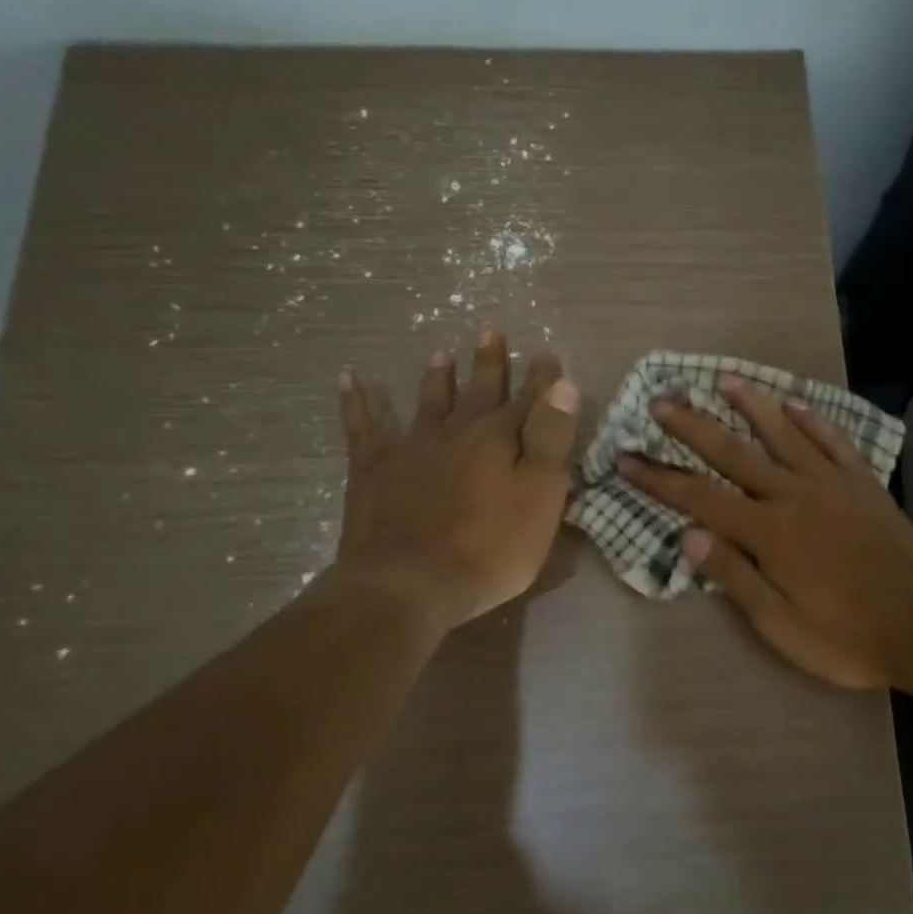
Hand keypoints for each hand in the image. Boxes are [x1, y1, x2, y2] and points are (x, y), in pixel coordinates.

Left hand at [333, 329, 579, 629]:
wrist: (408, 584)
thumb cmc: (489, 547)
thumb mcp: (539, 496)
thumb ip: (550, 438)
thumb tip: (563, 384)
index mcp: (499, 438)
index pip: (529, 400)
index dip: (542, 378)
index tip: (549, 354)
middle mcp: (456, 431)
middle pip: (478, 390)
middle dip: (489, 362)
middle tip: (490, 330)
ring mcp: (411, 448)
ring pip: (428, 402)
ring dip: (437, 377)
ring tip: (440, 353)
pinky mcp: (372, 470)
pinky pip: (363, 427)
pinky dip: (357, 402)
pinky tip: (349, 378)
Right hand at [619, 377, 912, 690]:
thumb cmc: (847, 636)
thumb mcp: (780, 625)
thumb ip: (735, 577)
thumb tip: (689, 536)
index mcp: (769, 532)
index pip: (699, 497)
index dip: (659, 479)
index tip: (627, 459)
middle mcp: (794, 495)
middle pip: (733, 453)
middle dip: (692, 428)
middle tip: (662, 402)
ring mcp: (832, 484)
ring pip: (783, 434)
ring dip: (752, 405)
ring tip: (725, 380)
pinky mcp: (863, 484)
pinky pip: (833, 442)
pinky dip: (812, 420)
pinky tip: (795, 403)